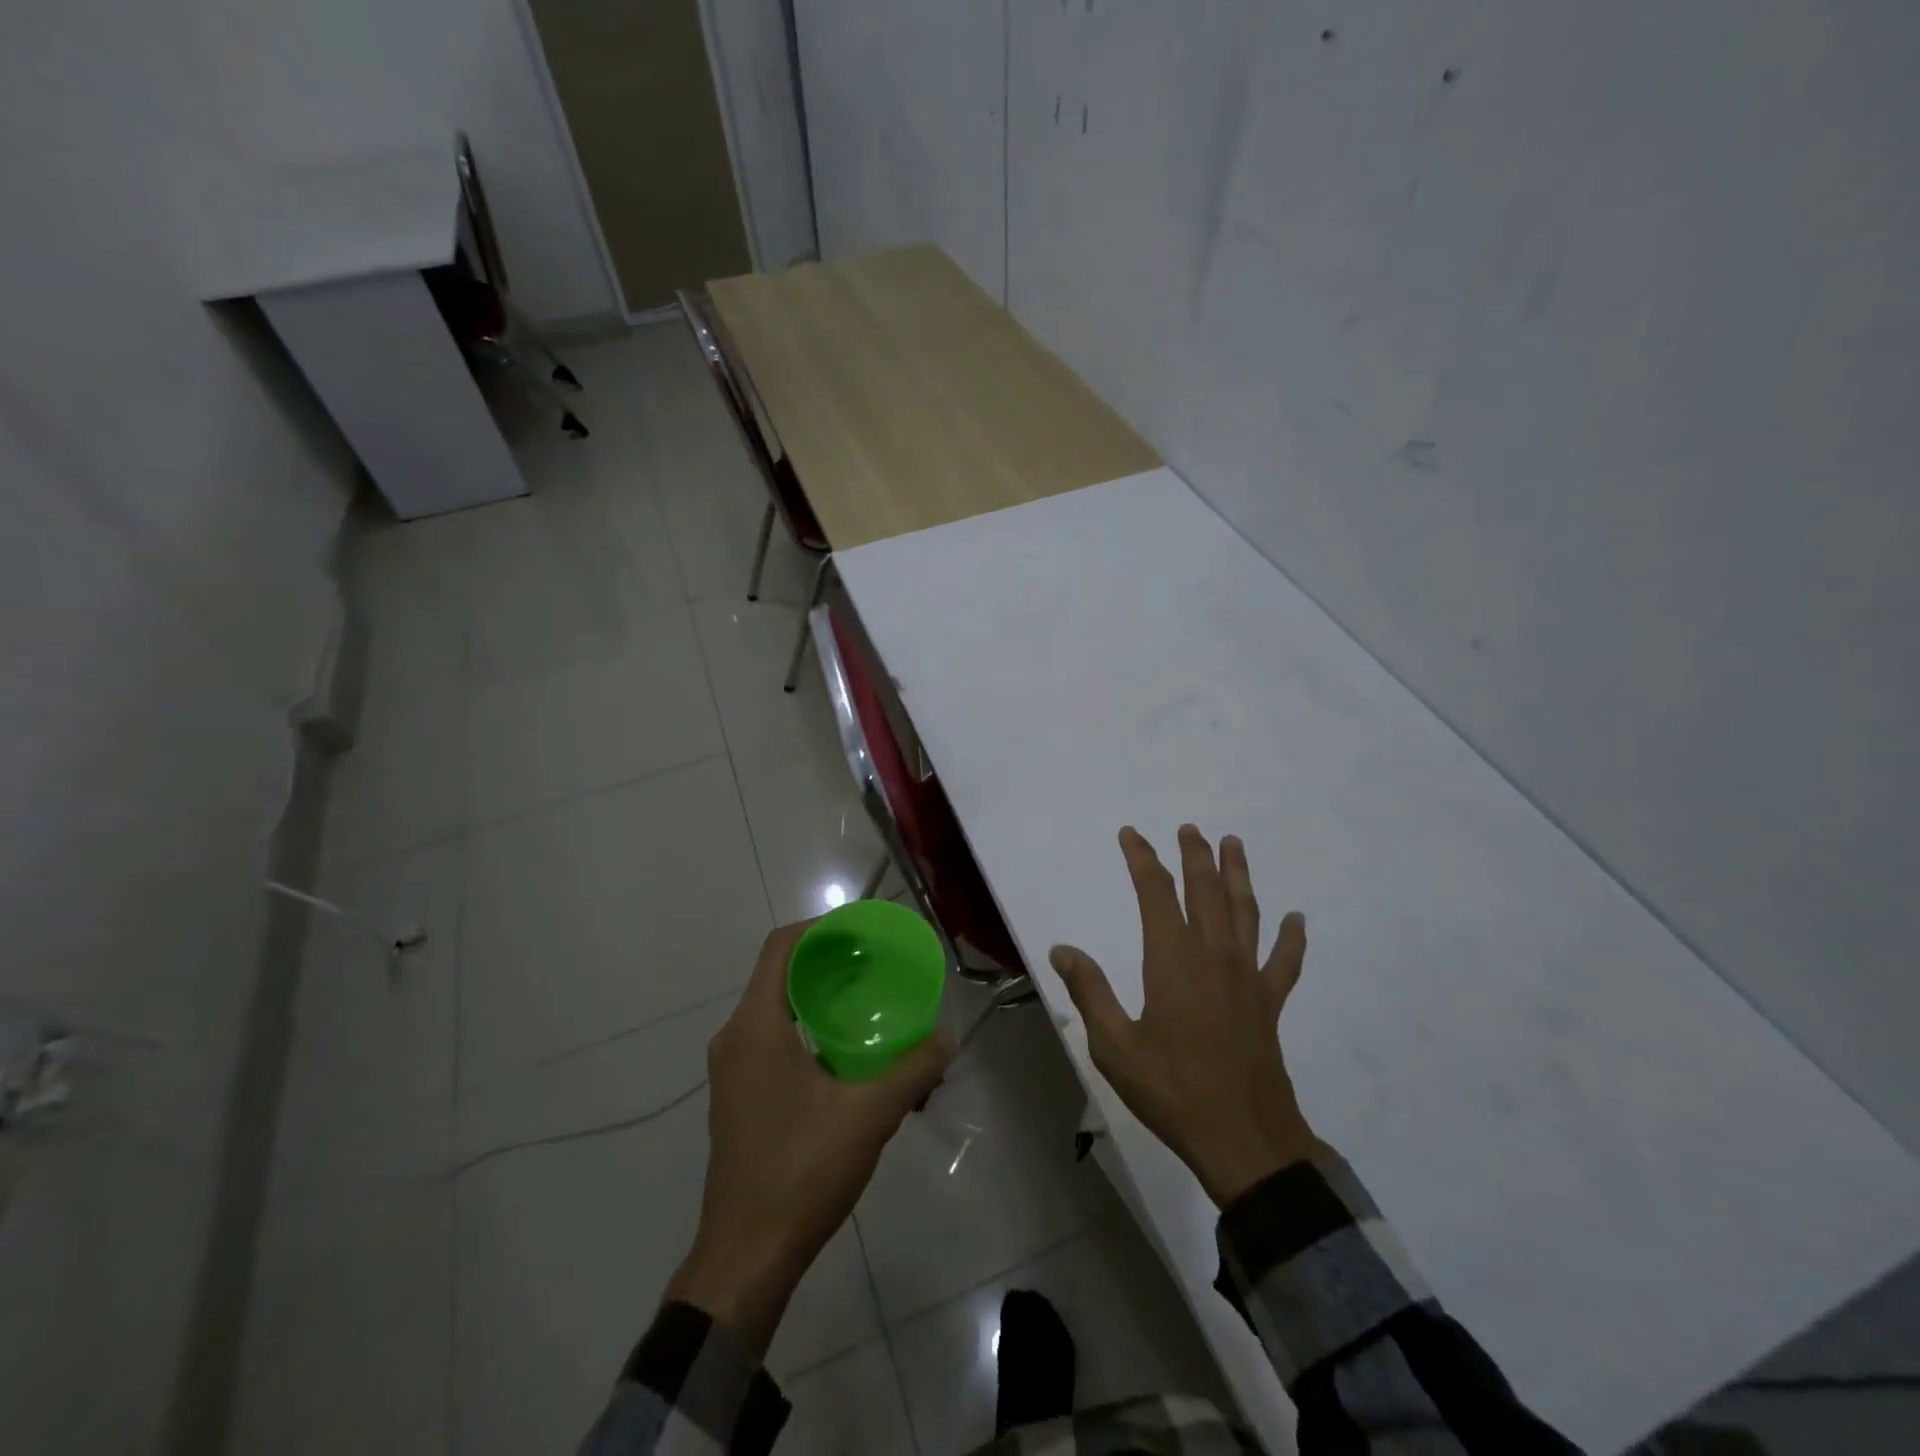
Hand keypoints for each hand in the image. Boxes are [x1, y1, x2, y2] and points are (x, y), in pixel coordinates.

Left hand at [666, 921, 953, 1354]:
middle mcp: (736, 1038)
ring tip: (870, 1006)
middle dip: (829, 963)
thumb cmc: (800, 1171)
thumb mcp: (869, 1115)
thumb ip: (913, 1069)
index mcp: (755, 1027)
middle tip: (877, 965)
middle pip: (780, 975)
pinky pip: (775, 1041)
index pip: (781, 947)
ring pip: (778, 1010)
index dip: (820, 928)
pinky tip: (850, 1057)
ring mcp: (733, 1071)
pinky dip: (810, 1031)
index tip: (862, 931)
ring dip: (821, 1000)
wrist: (746, 1259)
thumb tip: (947, 1039)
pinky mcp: (740, 1098)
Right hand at [1050, 825, 1321, 1207]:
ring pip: (1245, 912)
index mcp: (1172, 961)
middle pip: (1206, 891)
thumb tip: (1062, 949)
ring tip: (1234, 844)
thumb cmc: (1172, 1091)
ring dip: (1239, 875)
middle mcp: (1213, 956)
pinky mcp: (1269, 1003)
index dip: (1143, 859)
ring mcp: (1247, 978)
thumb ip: (1090, 992)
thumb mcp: (1114, 1046)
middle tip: (1189, 828)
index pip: (1156, 894)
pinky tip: (1296, 919)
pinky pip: (1284, 962)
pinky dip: (1291, 938)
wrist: (1244, 1141)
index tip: (1131, 834)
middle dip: (1195, 856)